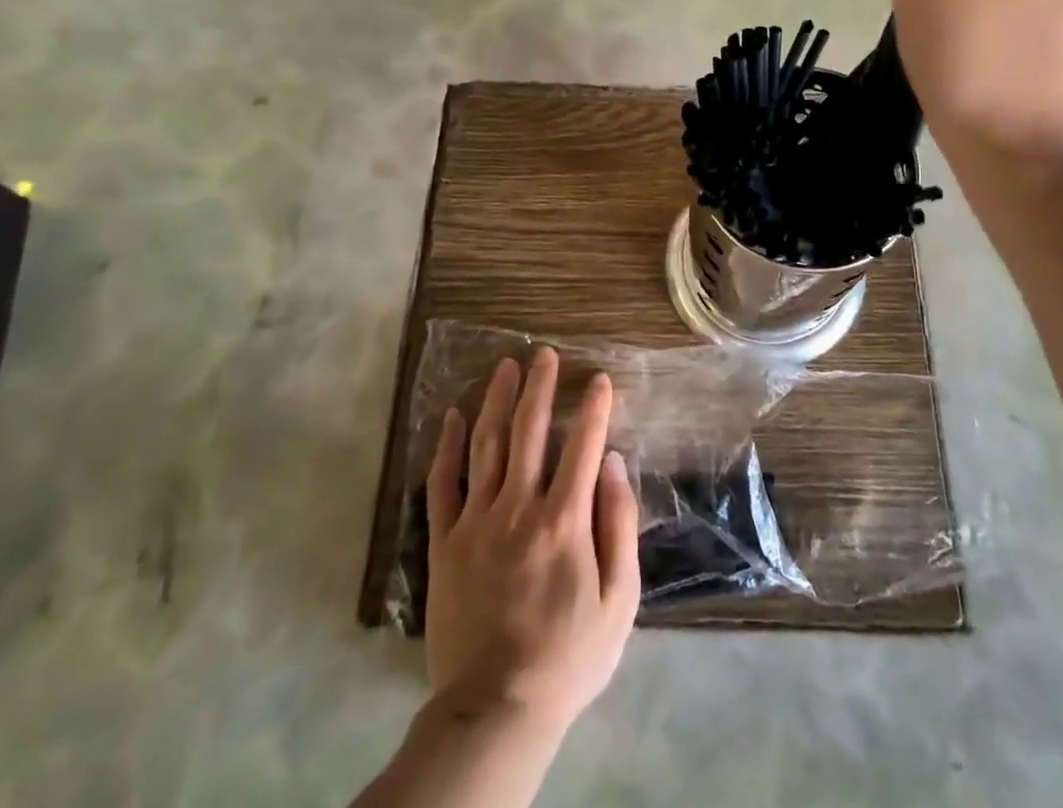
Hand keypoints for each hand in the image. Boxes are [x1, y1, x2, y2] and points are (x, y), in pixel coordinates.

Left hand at [425, 350, 640, 739]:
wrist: (497, 708)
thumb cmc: (569, 655)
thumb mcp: (619, 599)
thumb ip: (619, 525)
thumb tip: (612, 463)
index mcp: (564, 520)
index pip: (582, 445)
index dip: (593, 408)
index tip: (599, 378)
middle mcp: (518, 507)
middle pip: (528, 431)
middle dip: (539, 387)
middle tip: (544, 354)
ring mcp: (476, 522)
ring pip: (486, 445)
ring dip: (496, 400)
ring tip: (505, 367)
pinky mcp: (445, 542)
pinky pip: (443, 484)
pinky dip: (447, 446)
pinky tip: (453, 416)